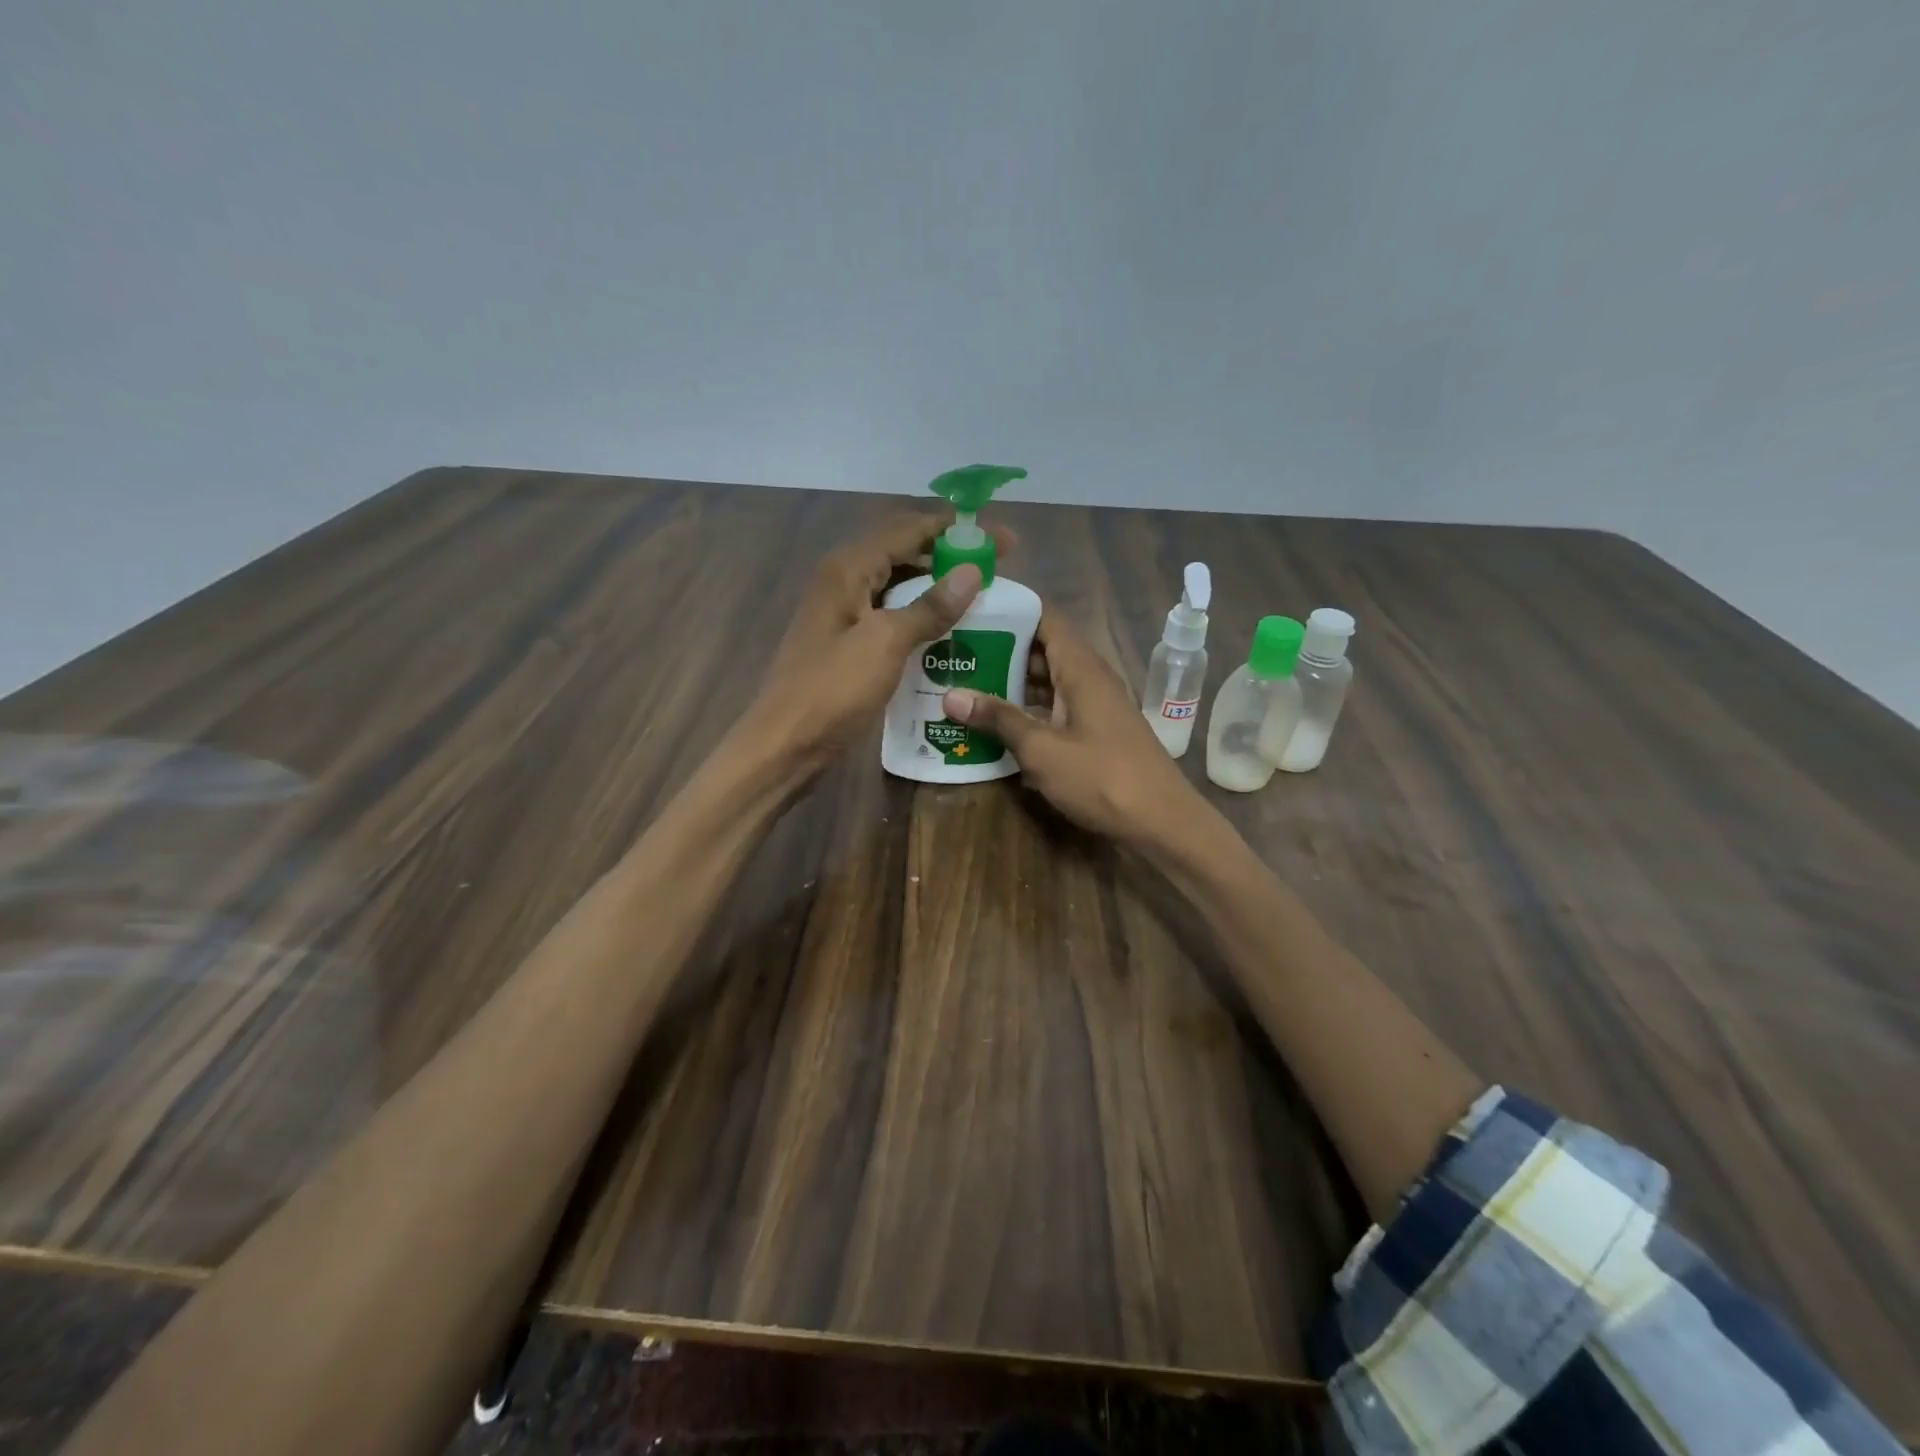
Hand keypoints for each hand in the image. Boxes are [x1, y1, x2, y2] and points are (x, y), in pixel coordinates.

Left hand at [738, 513, 1010, 777]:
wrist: (785, 746)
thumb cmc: (832, 692)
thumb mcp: (885, 644)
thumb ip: (930, 607)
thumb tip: (973, 572)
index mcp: (848, 569)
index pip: (909, 529)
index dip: (958, 530)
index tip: (1004, 540)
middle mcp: (843, 581)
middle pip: (903, 552)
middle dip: (950, 556)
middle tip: (997, 570)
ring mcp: (843, 613)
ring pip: (898, 586)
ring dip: (937, 587)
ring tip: (980, 598)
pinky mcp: (847, 643)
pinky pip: (891, 616)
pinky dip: (920, 617)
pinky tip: (948, 633)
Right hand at [942, 610, 1201, 844]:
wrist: (1161, 822)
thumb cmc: (1102, 777)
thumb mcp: (1042, 749)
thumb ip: (999, 719)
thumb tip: (951, 695)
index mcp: (1081, 668)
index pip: (1045, 618)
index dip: (1010, 610)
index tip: (968, 610)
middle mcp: (1089, 678)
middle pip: (1041, 650)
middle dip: (999, 650)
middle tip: (954, 653)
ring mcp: (1094, 707)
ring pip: (1046, 683)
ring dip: (1010, 684)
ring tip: (962, 684)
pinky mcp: (1094, 733)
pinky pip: (1055, 709)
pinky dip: (1027, 712)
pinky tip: (994, 726)